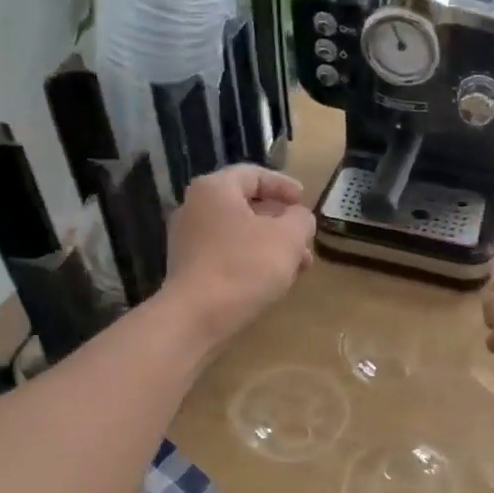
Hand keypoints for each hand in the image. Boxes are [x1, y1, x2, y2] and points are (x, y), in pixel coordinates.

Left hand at [163, 167, 315, 345]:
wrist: (197, 317)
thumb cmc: (245, 266)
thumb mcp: (288, 237)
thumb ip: (301, 220)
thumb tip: (299, 219)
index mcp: (215, 189)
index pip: (254, 175)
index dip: (284, 185)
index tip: (305, 200)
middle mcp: (195, 208)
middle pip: (246, 206)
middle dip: (281, 223)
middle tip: (305, 238)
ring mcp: (188, 241)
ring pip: (239, 235)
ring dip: (271, 246)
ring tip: (297, 266)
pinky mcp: (190, 269)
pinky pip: (227, 256)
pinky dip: (252, 262)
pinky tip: (272, 281)